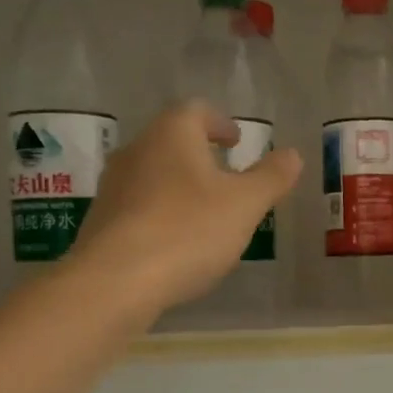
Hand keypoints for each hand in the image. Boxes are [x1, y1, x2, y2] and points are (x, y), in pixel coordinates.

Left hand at [74, 102, 301, 313]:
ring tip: (205, 212)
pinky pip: (138, 207)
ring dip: (180, 186)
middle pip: (171, 142)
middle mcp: (136, 150)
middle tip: (227, 176)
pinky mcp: (101, 222)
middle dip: (200, 155)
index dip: (220, 123)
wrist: (115, 281)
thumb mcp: (245, 205)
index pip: (196, 111)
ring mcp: (113, 187)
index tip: (236, 141)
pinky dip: (161, 213)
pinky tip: (176, 242)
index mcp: (172, 134)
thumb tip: (292, 154)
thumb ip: (271, 178)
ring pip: (153, 174)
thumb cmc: (188, 230)